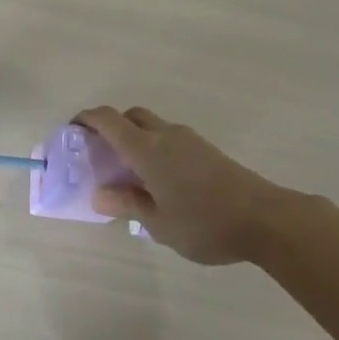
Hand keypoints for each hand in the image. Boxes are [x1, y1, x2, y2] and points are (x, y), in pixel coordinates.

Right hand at [76, 106, 292, 264]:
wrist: (266, 219)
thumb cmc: (204, 222)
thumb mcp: (158, 223)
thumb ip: (127, 204)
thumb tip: (98, 194)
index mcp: (146, 149)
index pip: (108, 119)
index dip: (86, 119)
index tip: (72, 130)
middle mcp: (165, 135)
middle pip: (131, 116)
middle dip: (112, 127)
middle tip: (102, 155)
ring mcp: (189, 140)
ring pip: (153, 127)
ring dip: (136, 138)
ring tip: (132, 174)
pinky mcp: (207, 150)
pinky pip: (170, 139)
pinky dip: (156, 148)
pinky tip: (161, 181)